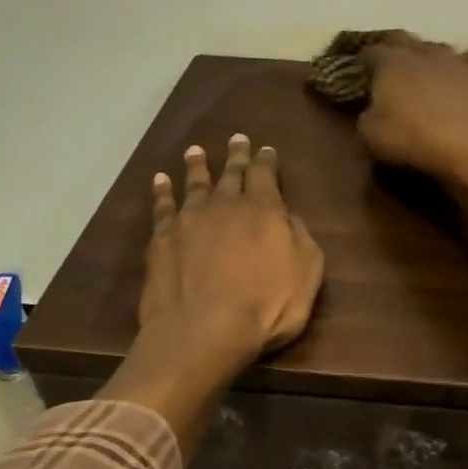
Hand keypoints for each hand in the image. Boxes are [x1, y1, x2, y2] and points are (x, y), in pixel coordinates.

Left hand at [138, 135, 324, 363]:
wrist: (205, 330)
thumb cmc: (267, 305)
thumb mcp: (307, 272)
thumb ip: (300, 238)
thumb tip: (288, 217)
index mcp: (264, 210)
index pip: (265, 175)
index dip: (267, 161)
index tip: (266, 149)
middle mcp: (225, 205)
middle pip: (231, 174)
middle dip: (236, 156)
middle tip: (236, 139)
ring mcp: (189, 220)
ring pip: (194, 184)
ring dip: (197, 166)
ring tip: (195, 151)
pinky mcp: (162, 240)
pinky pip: (162, 207)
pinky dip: (162, 192)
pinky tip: (160, 181)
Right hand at [356, 32, 467, 180]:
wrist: (466, 144)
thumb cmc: (411, 137)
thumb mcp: (370, 133)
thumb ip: (366, 114)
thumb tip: (372, 109)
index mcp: (391, 62)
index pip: (371, 51)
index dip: (363, 59)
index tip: (360, 68)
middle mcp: (422, 52)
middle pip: (403, 40)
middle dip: (393, 48)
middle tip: (389, 62)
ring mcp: (454, 59)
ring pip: (437, 49)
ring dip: (428, 58)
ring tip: (426, 71)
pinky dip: (460, 70)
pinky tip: (460, 80)